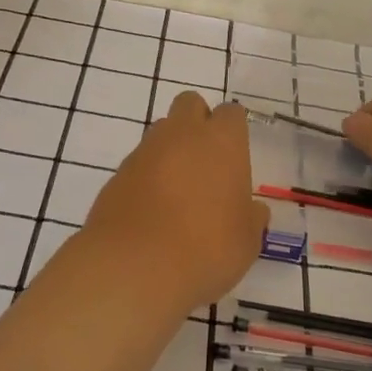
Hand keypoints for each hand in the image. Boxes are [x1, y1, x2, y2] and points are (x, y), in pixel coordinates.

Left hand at [81, 93, 269, 311]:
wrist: (134, 266)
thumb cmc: (206, 249)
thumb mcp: (246, 242)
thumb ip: (250, 219)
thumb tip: (253, 211)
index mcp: (221, 142)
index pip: (231, 113)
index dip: (234, 130)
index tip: (236, 155)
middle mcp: (182, 135)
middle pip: (190, 104)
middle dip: (198, 122)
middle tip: (206, 161)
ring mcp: (145, 151)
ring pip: (161, 131)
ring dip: (171, 149)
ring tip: (179, 191)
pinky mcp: (118, 174)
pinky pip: (139, 163)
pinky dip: (147, 176)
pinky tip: (153, 211)